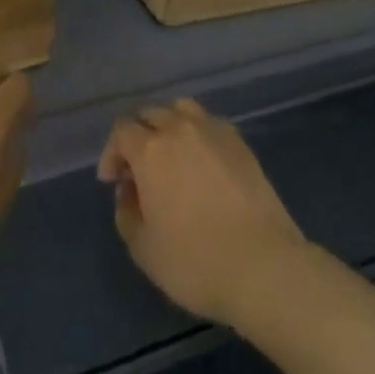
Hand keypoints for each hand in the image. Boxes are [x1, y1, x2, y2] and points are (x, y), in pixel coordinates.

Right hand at [97, 98, 309, 327]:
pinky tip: (200, 161)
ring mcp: (213, 130)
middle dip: (137, 136)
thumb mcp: (144, 249)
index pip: (122, 130)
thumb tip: (129, 191)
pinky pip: (208, 122)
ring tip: (169, 154)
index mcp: (151, 149)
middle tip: (137, 170)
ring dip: (167, 124)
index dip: (112, 152)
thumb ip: (127, 213)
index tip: (112, 180)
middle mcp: (179, 128)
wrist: (263, 264)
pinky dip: (196, 132)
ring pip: (180, 109)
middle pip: (149, 113)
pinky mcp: (239, 141)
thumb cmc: (195, 261)